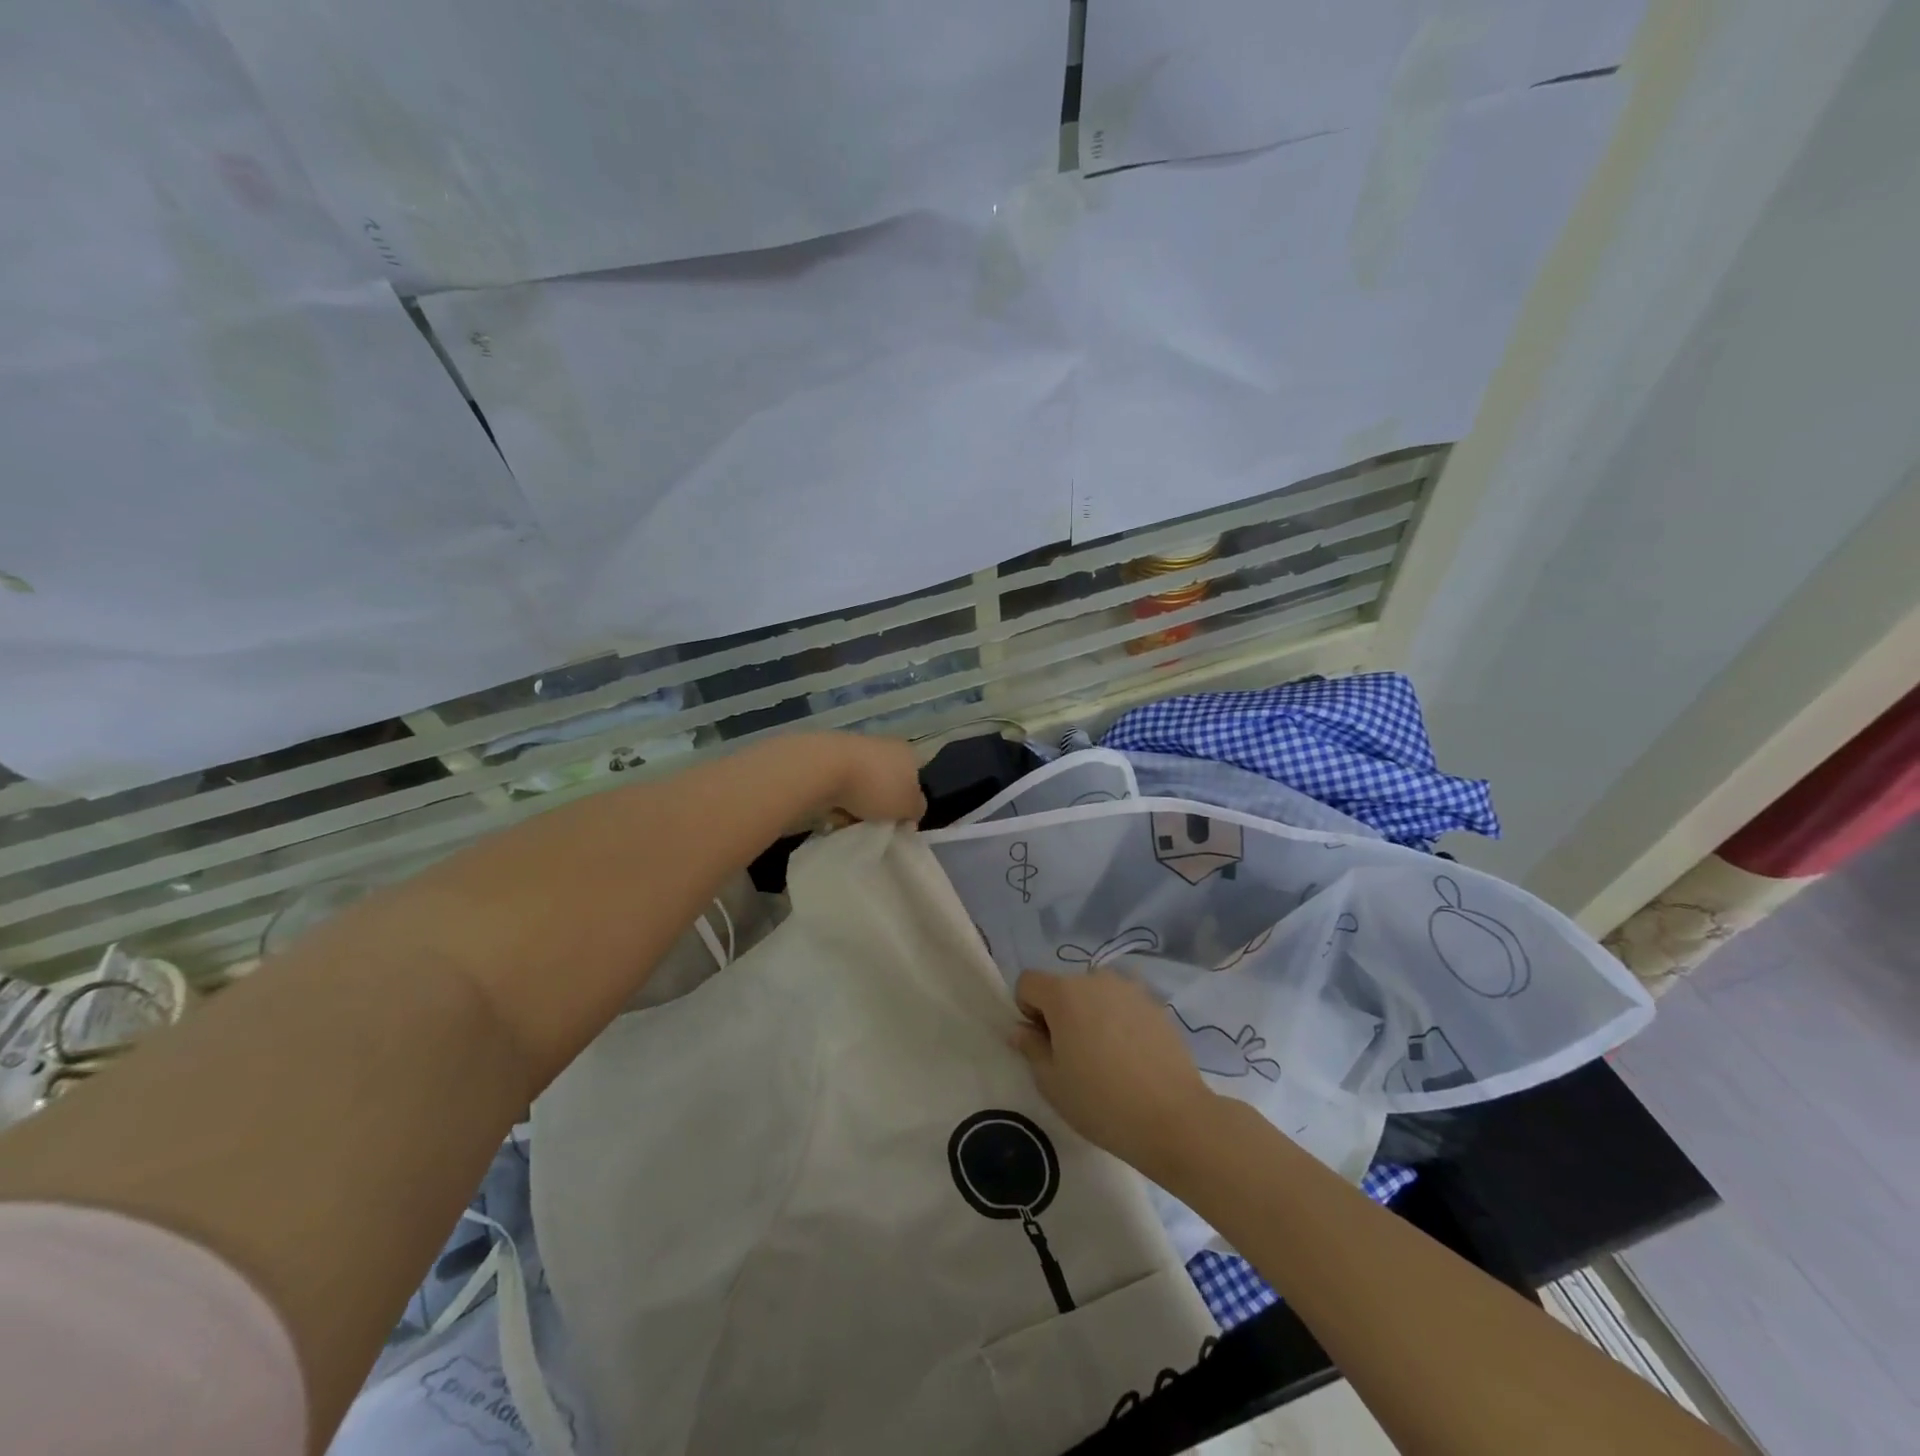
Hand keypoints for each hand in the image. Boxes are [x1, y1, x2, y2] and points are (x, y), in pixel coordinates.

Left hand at [816, 732, 925, 823]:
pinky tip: (831, 813)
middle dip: (881, 803)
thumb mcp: (909, 806)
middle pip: (887, 781)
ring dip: (858, 803)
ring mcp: (853, 749)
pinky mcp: (827, 758)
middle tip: (876, 823)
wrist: (822, 769)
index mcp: (907, 752)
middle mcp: (883, 745)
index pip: (916, 776)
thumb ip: (917, 809)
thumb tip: (912, 810)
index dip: (910, 800)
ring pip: (862, 785)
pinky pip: (838, 787)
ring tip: (850, 821)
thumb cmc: (876, 787)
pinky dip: (837, 801)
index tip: (901, 820)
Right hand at [1011, 970, 1219, 1179]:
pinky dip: (1118, 1021)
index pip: (1028, 982)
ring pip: (1095, 994)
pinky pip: (1122, 1005)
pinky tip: (1131, 1058)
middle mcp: (1095, 979)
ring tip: (1105, 1057)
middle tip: (1073, 1056)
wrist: (1174, 1118)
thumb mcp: (1052, 1082)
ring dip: (1090, 1015)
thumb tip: (1021, 1029)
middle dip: (1059, 1013)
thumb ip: (1030, 1047)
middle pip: (1063, 987)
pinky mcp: (1155, 1004)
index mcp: (1063, 993)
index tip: (1042, 1043)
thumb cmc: (1101, 1102)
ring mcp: (1130, 989)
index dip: (1026, 1010)